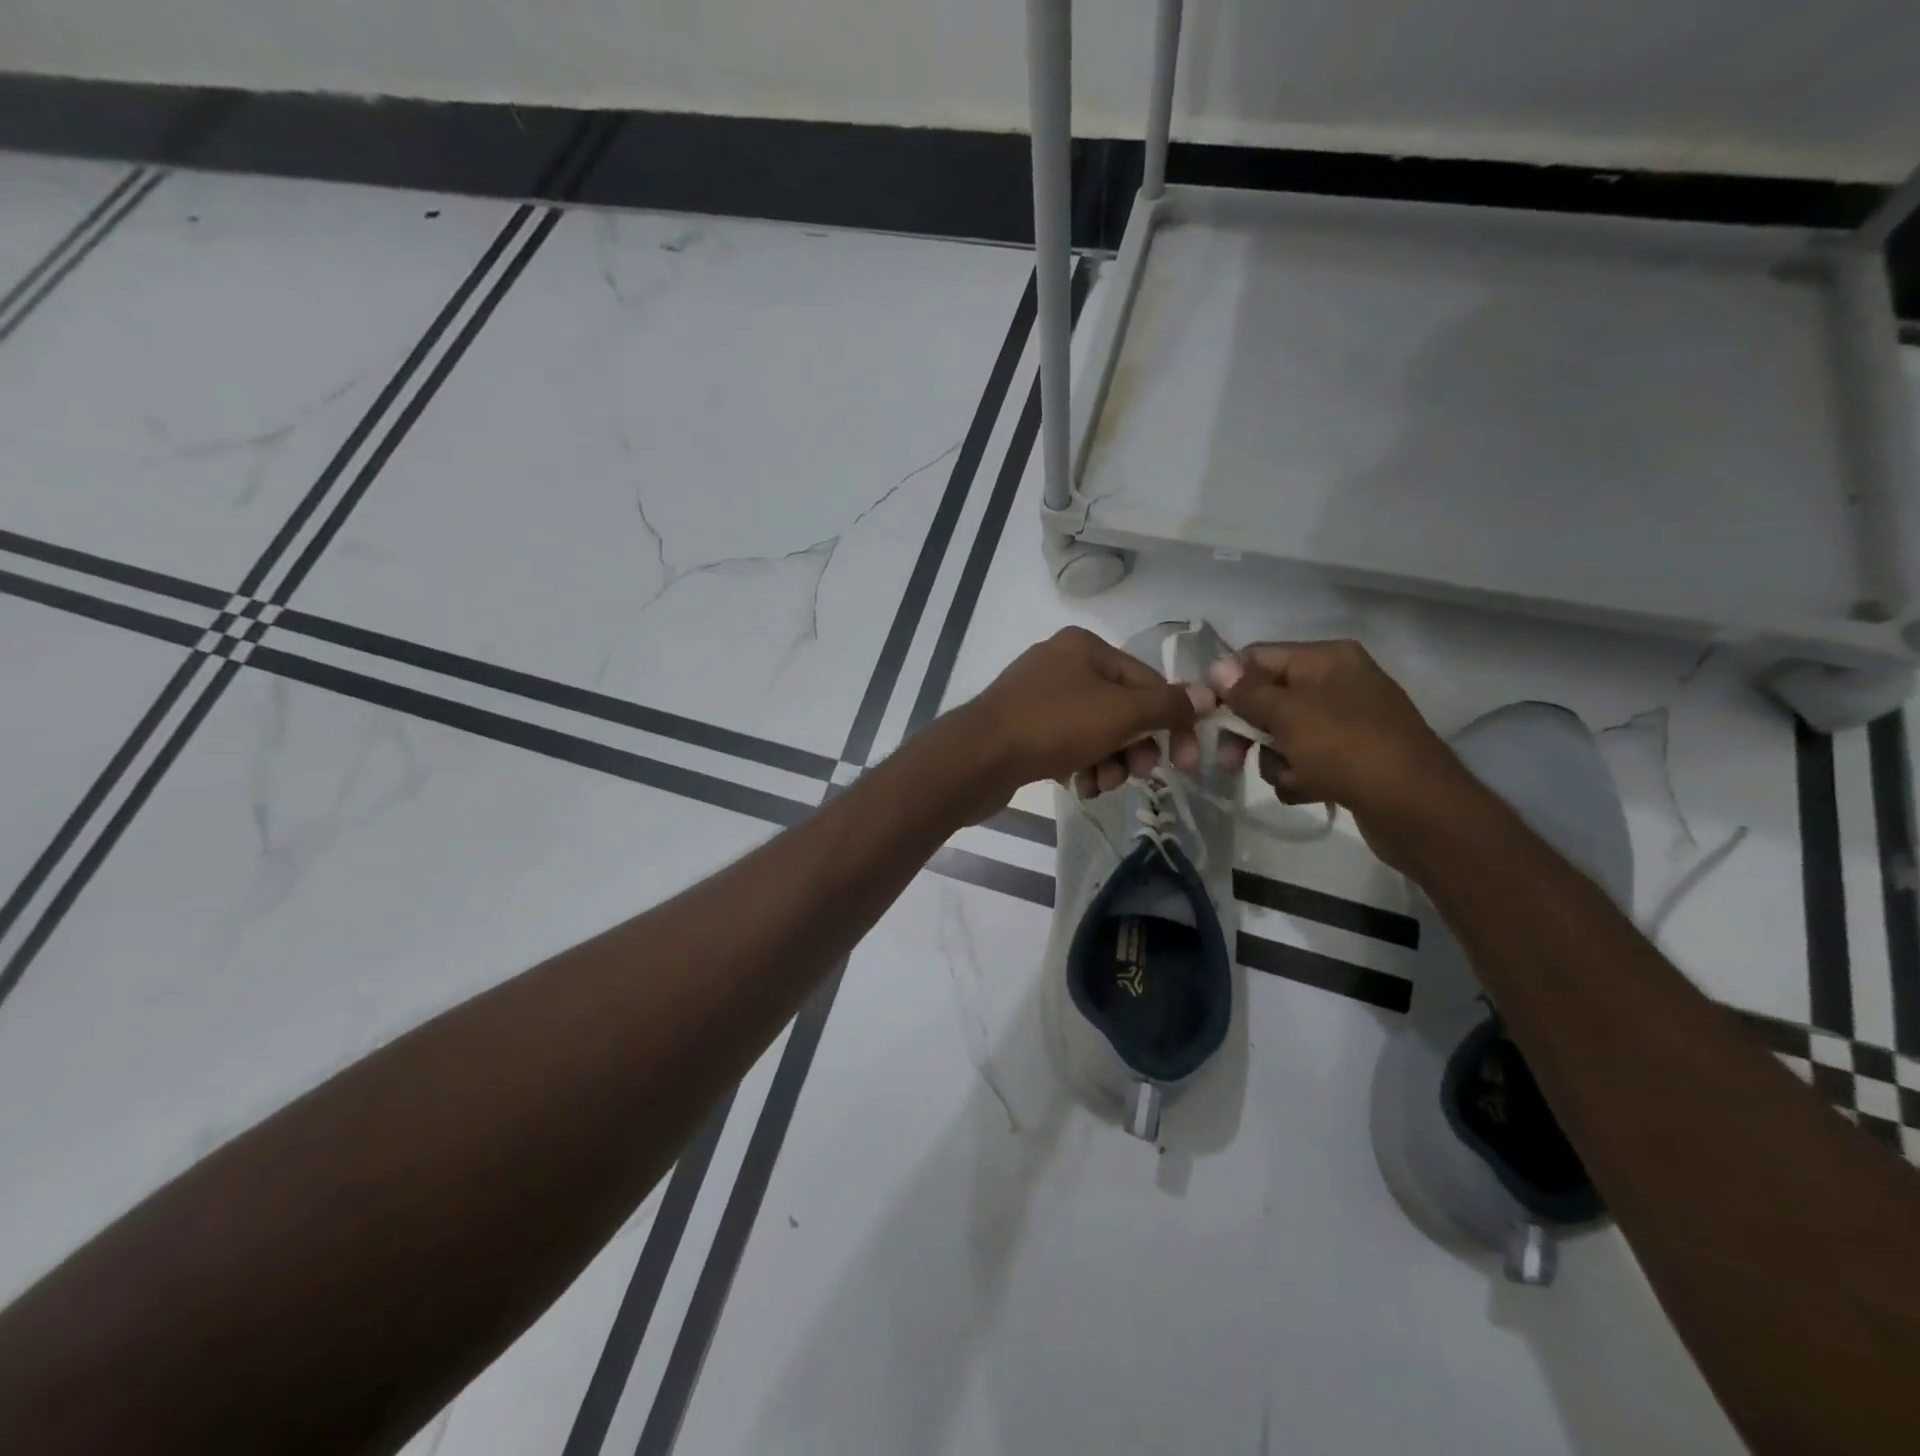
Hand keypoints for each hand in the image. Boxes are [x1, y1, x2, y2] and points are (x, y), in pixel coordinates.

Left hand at [969, 627, 1212, 799]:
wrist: (978, 757)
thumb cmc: (1054, 725)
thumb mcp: (1120, 713)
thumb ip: (1167, 706)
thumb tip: (1209, 695)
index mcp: (1085, 647)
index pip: (1147, 681)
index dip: (1172, 721)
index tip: (1186, 762)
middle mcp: (1062, 663)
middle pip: (1121, 707)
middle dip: (1135, 745)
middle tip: (1138, 775)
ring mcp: (1038, 696)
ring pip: (1095, 730)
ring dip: (1110, 761)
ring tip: (1102, 784)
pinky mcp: (1022, 727)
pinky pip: (1067, 744)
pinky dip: (1081, 765)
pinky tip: (1080, 786)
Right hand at [1209, 640, 1472, 871]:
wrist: (1416, 808)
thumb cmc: (1347, 748)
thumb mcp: (1288, 714)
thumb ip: (1248, 691)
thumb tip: (1217, 667)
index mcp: (1327, 659)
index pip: (1258, 658)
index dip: (1229, 684)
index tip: (1207, 716)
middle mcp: (1337, 683)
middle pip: (1269, 699)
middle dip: (1248, 730)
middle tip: (1229, 759)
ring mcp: (1346, 723)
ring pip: (1283, 735)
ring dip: (1274, 760)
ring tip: (1289, 778)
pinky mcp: (1352, 759)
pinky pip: (1306, 761)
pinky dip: (1299, 777)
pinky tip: (1308, 791)